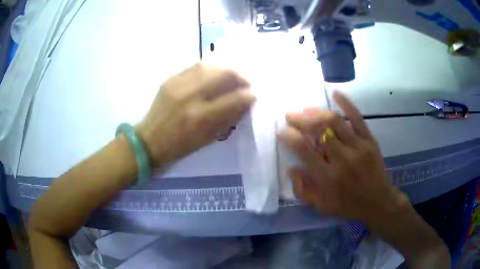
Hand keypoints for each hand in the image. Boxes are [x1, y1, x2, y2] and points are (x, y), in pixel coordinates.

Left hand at [137, 63, 255, 166]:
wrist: (148, 140)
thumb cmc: (179, 146)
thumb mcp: (207, 139)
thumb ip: (227, 119)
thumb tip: (244, 103)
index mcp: (200, 118)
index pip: (234, 99)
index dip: (249, 95)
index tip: (254, 95)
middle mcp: (190, 96)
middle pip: (224, 74)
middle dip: (241, 76)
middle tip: (245, 83)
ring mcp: (178, 84)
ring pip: (210, 66)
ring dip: (226, 69)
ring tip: (231, 76)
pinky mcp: (170, 79)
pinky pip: (195, 67)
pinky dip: (209, 69)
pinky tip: (214, 74)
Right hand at [278, 91, 405, 222]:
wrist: (378, 202)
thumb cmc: (348, 206)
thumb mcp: (321, 206)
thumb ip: (303, 190)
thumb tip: (291, 168)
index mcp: (327, 177)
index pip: (304, 149)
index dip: (290, 136)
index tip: (282, 131)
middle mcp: (341, 159)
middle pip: (319, 129)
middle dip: (300, 119)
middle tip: (290, 115)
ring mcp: (357, 147)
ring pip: (334, 121)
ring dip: (317, 112)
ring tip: (306, 109)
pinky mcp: (369, 140)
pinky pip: (357, 118)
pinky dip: (346, 103)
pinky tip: (335, 93)